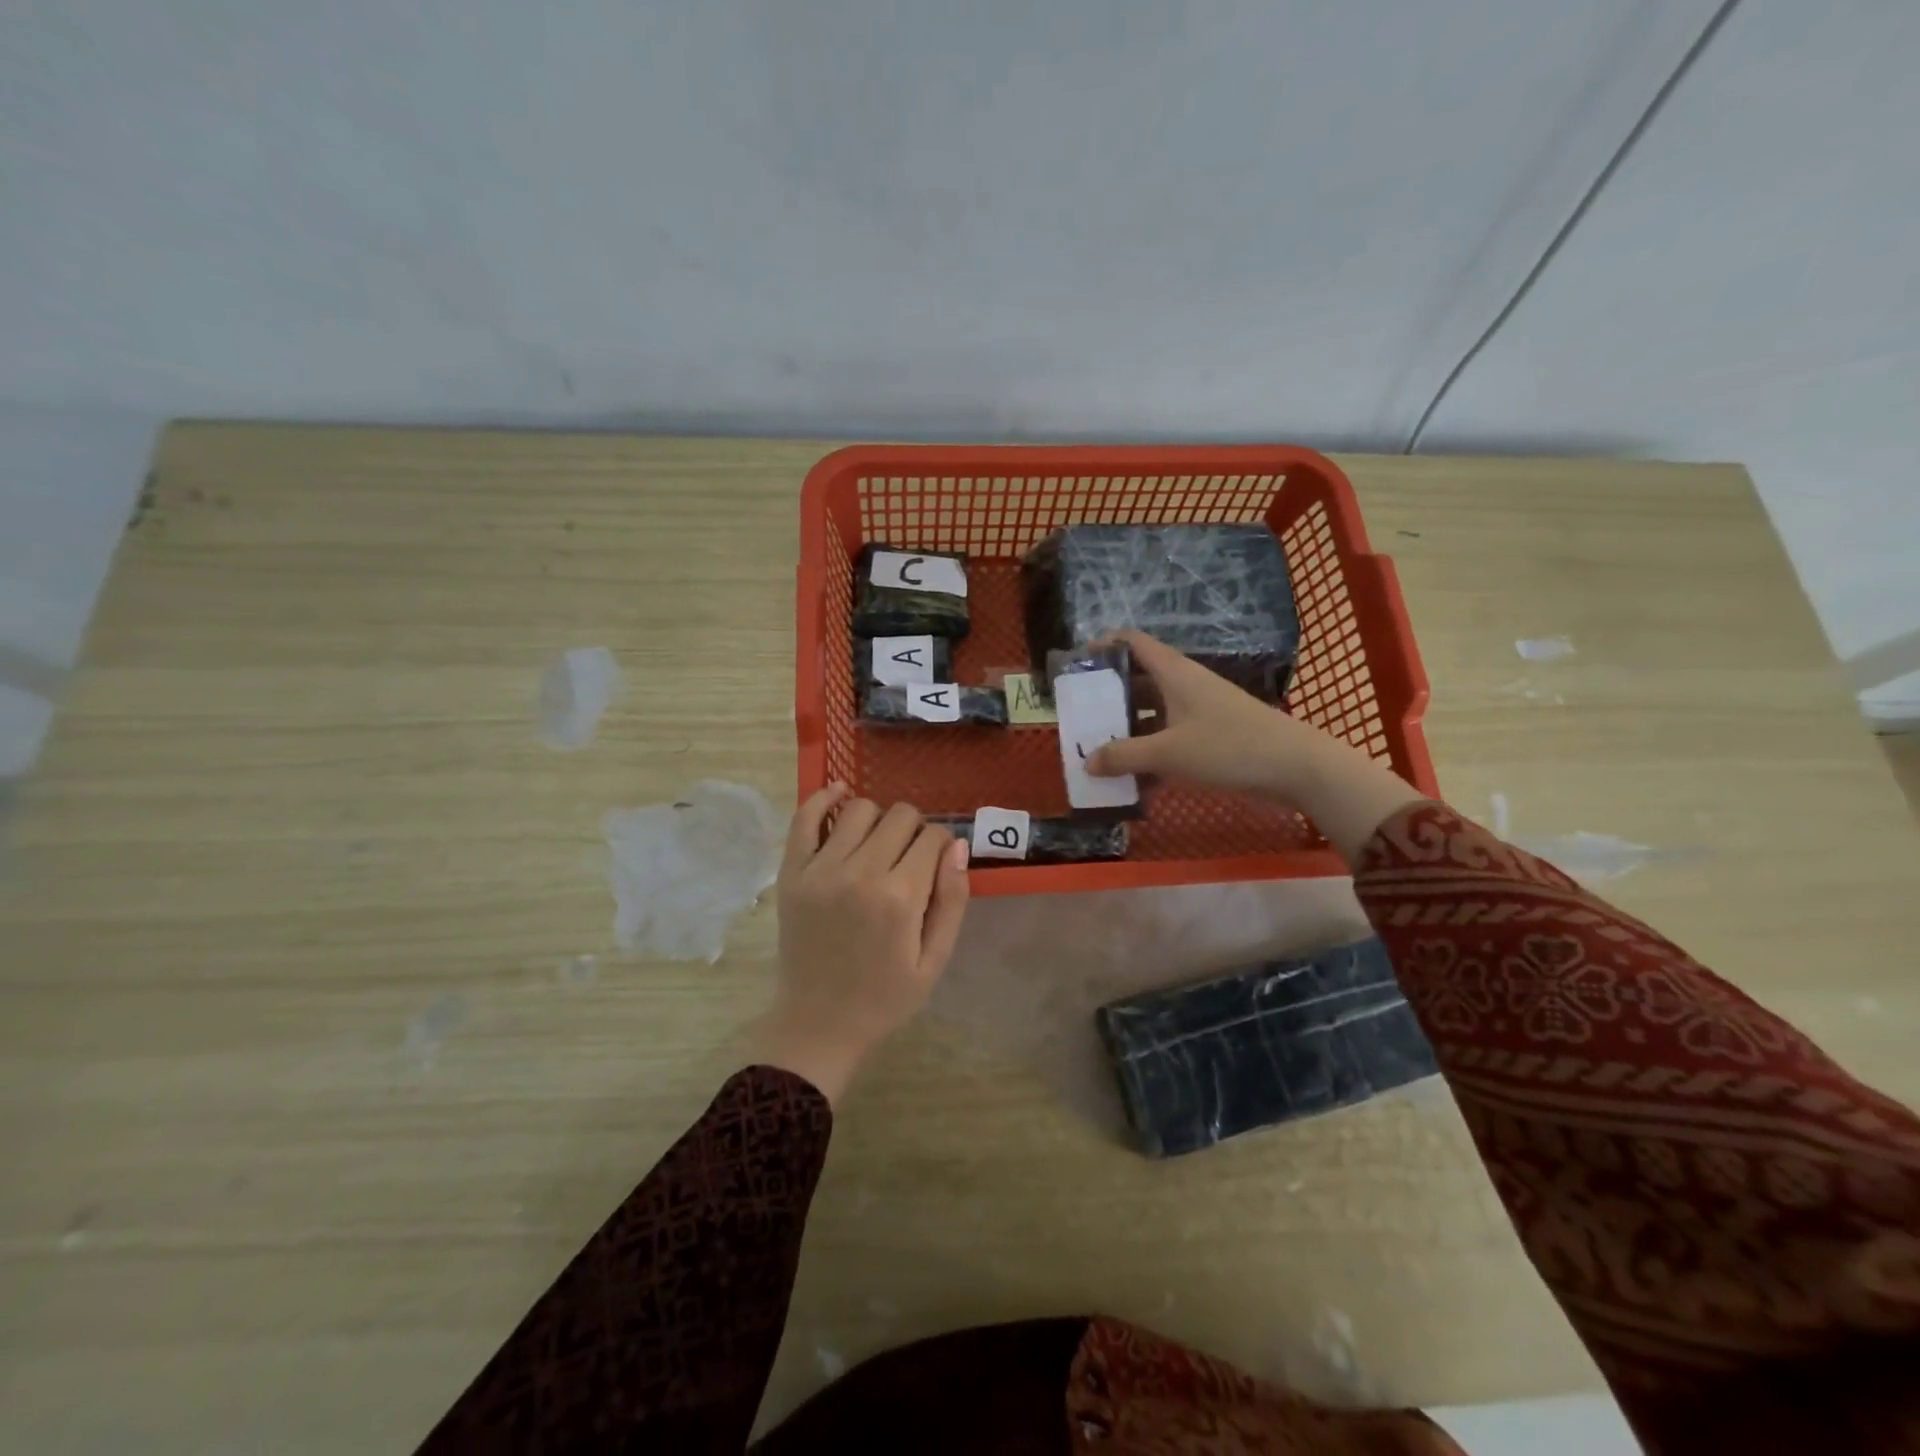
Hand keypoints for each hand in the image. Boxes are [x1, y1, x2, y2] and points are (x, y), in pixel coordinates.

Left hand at [753, 783, 970, 1103]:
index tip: (936, 863)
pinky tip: (839, 796)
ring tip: (877, 844)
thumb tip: (957, 845)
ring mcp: (820, 870)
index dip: (941, 844)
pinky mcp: (792, 872)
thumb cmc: (885, 997)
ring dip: (877, 819)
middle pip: (899, 815)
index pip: (932, 836)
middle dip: (914, 829)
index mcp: (900, 897)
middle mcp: (860, 873)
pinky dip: (823, 798)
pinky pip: (805, 816)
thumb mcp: (935, 960)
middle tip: (909, 858)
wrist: (819, 1024)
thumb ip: (952, 900)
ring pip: (859, 809)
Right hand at [1083, 630, 1323, 795]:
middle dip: (1109, 697)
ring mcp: (1199, 710)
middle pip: (1138, 680)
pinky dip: (1151, 751)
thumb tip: (1087, 762)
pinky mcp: (1211, 735)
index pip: (1133, 642)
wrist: (1295, 767)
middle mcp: (1184, 685)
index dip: (1104, 645)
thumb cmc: (1228, 747)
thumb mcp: (1168, 752)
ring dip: (1128, 729)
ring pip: (1153, 712)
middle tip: (1081, 717)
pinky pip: (1170, 736)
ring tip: (1100, 750)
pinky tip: (1135, 779)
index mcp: (1174, 673)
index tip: (1077, 663)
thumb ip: (1124, 756)